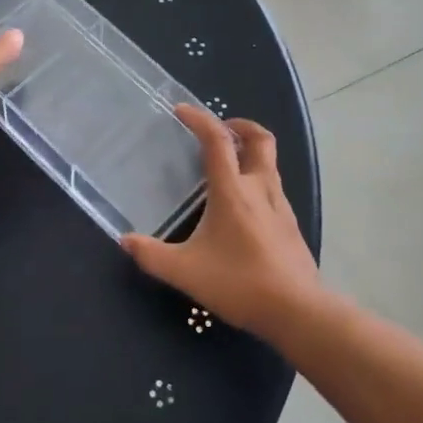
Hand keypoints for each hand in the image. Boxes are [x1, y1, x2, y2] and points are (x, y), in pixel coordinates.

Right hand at [121, 107, 328, 336]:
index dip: (200, 119)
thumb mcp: (185, 272)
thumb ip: (152, 255)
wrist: (297, 311)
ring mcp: (281, 206)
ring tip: (226, 166)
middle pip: (260, 140)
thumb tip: (125, 240)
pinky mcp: (291, 225)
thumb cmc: (239, 283)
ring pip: (269, 164)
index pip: (217, 140)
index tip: (182, 111)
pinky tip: (242, 207)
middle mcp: (260, 188)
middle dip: (241, 126)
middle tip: (220, 130)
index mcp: (233, 191)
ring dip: (250, 154)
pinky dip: (257, 181)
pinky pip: (273, 188)